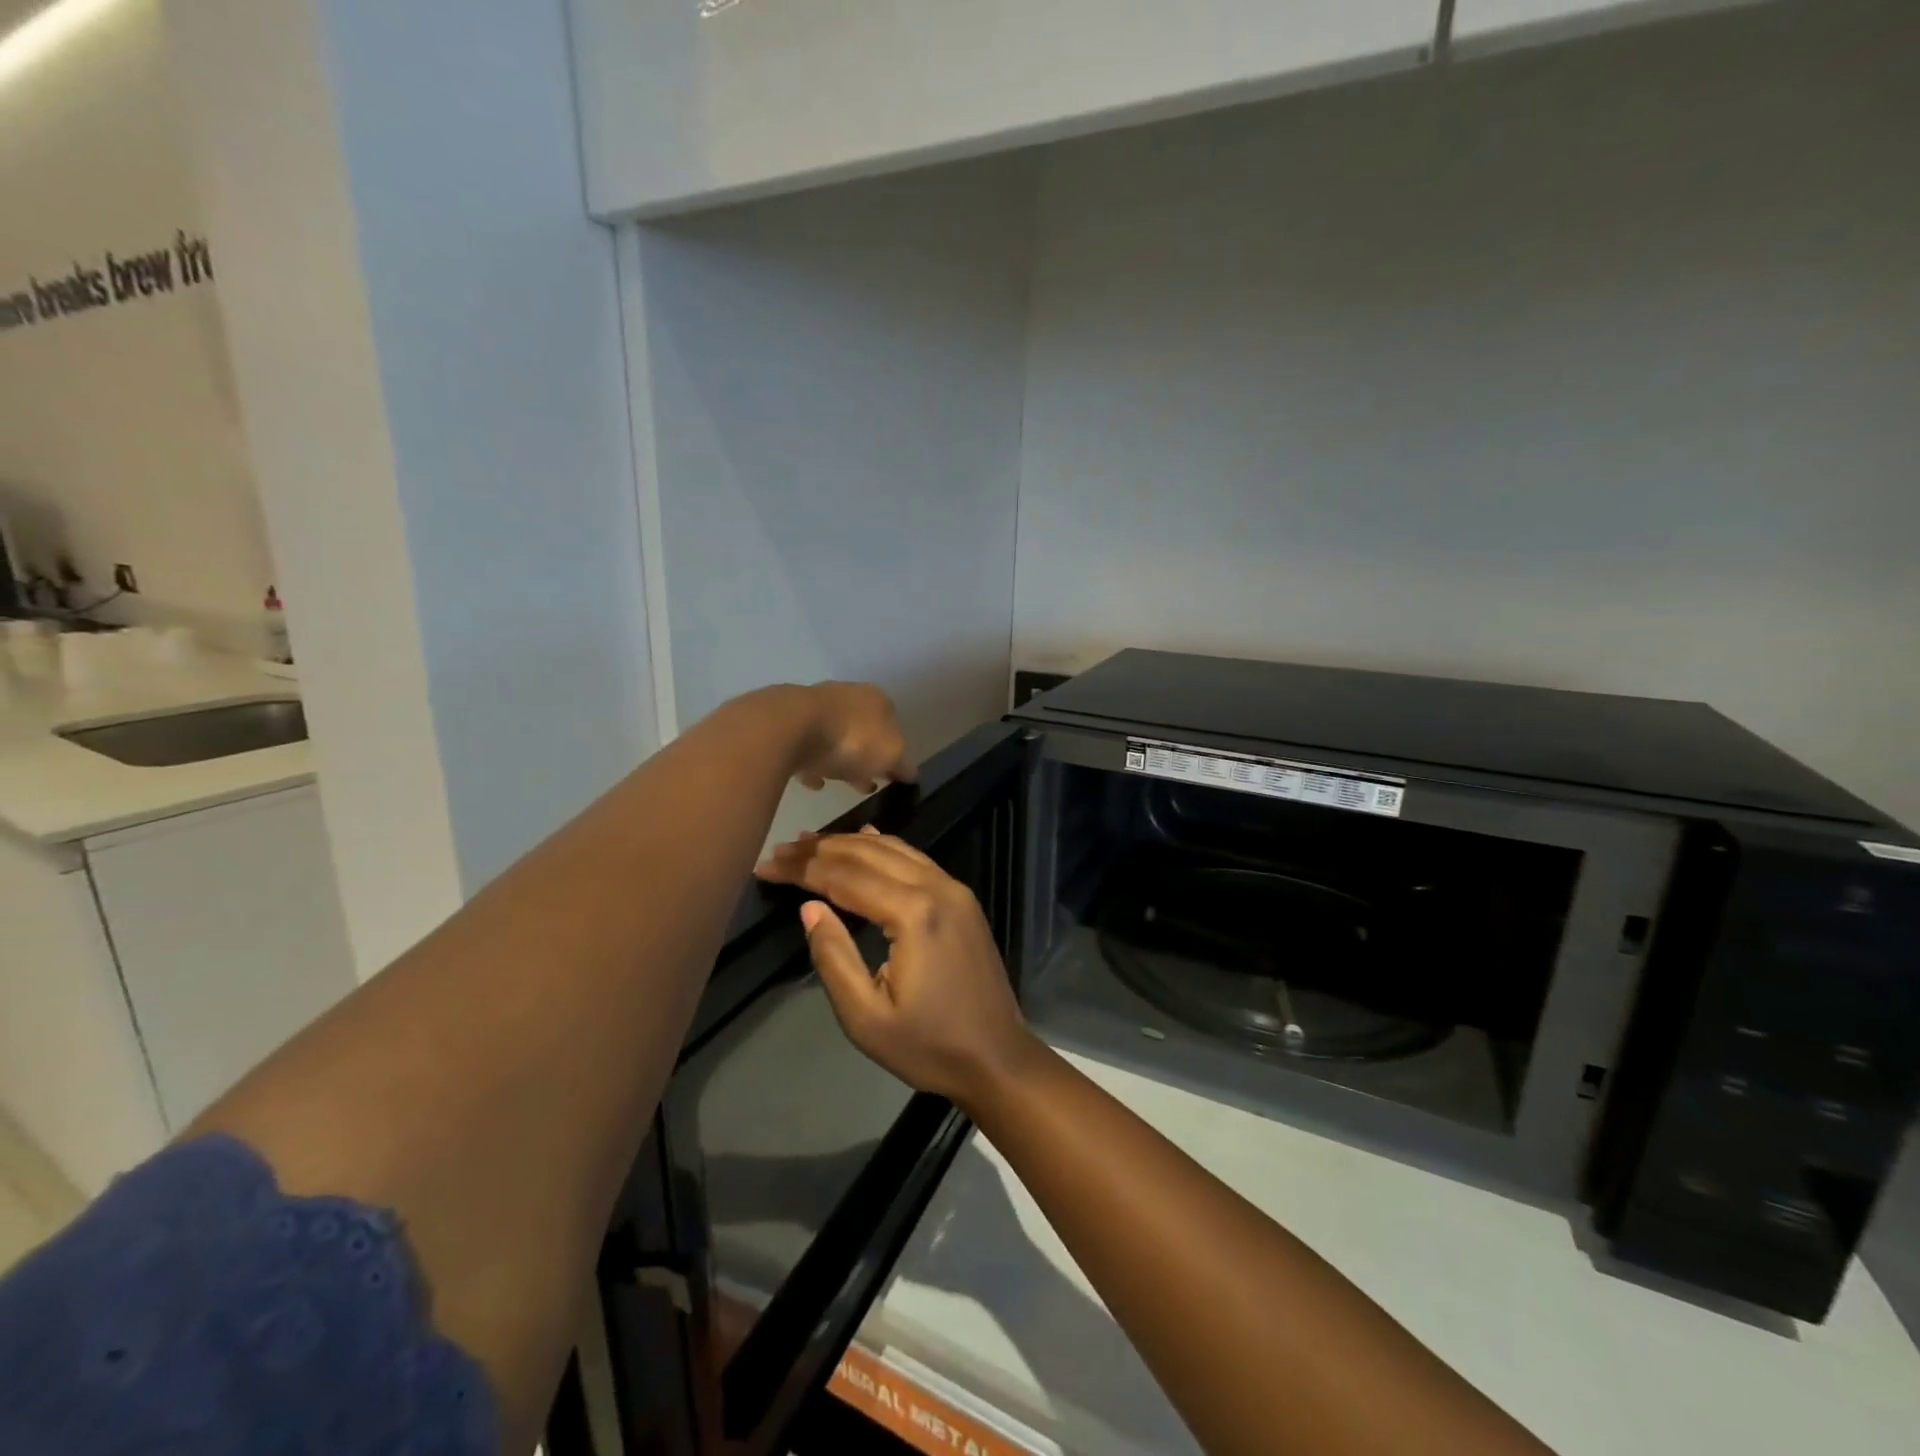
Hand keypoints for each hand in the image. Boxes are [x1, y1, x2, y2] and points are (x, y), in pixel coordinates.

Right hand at [754, 829, 1036, 1108]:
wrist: (997, 1058)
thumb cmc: (929, 1046)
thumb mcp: (866, 1017)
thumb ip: (834, 957)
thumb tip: (809, 907)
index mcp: (913, 914)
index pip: (845, 877)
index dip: (802, 869)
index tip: (766, 865)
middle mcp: (936, 888)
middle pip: (869, 854)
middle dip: (821, 849)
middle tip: (781, 849)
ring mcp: (955, 889)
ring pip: (895, 849)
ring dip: (850, 843)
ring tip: (810, 842)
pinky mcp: (962, 899)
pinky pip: (916, 859)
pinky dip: (884, 848)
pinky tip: (866, 839)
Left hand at [792, 683, 914, 792]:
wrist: (790, 728)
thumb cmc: (852, 739)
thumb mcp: (891, 756)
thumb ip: (903, 765)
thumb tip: (910, 773)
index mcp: (877, 698)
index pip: (893, 723)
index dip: (894, 750)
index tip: (891, 775)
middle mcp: (847, 695)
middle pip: (862, 730)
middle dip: (866, 758)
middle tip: (868, 784)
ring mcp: (814, 706)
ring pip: (833, 737)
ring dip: (838, 760)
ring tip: (840, 786)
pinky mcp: (787, 722)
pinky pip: (805, 747)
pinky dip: (812, 763)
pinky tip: (813, 782)